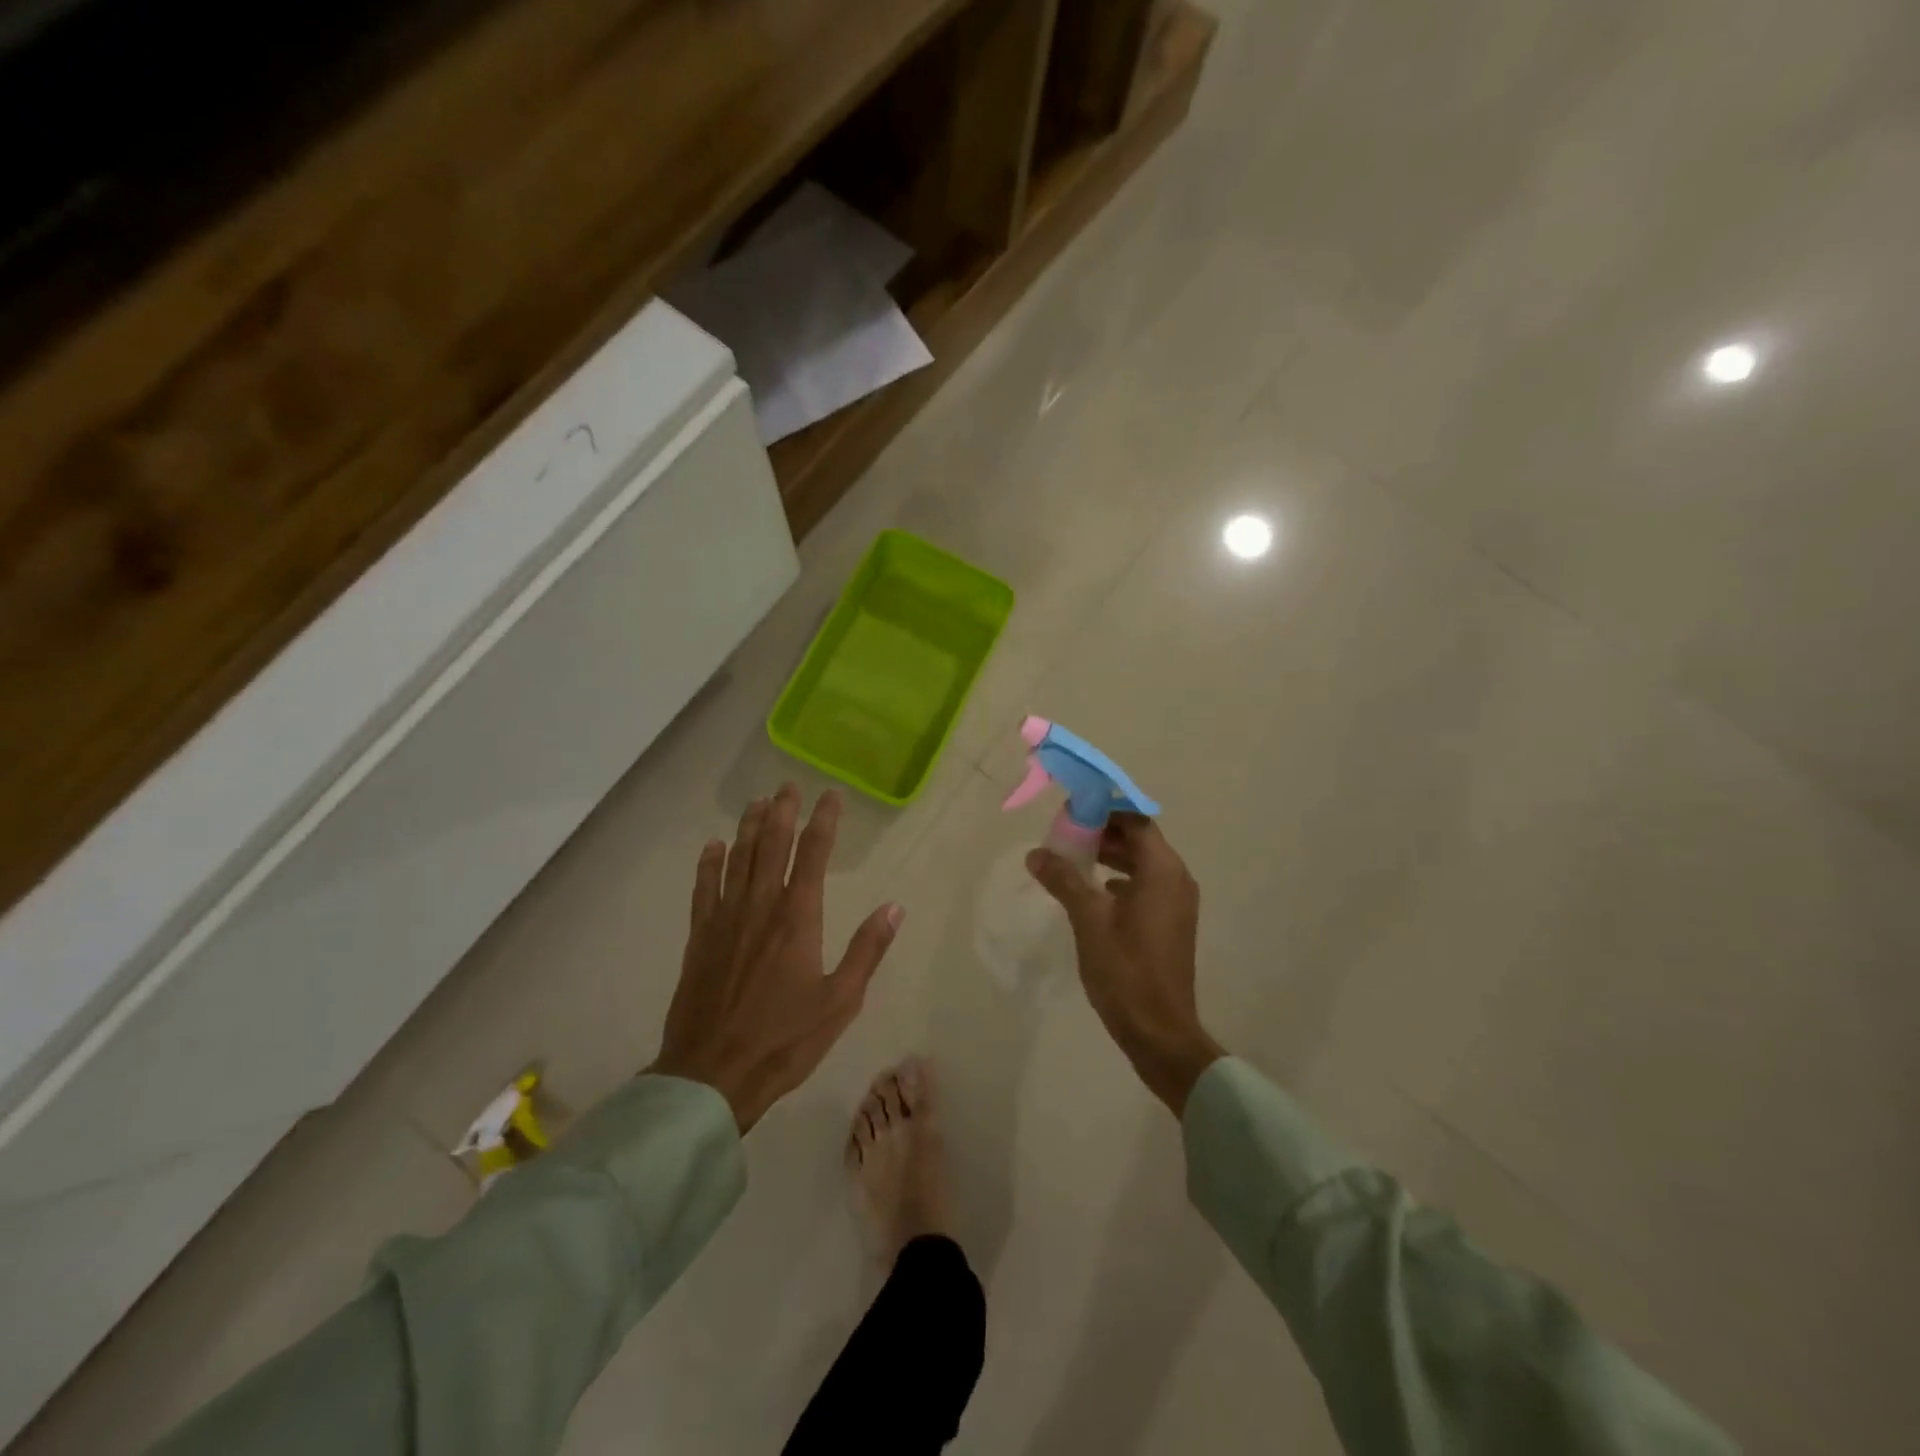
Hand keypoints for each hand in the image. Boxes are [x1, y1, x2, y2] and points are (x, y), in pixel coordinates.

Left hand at [653, 785, 902, 1131]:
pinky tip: (713, 846)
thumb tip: (894, 907)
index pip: (813, 854)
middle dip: (783, 812)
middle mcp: (760, 907)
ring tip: (757, 802)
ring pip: (738, 859)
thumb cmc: (785, 1040)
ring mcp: (725, 920)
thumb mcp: (840, 1001)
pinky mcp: (699, 938)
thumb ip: (867, 950)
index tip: (830, 794)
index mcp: (797, 918)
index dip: (823, 820)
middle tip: (789, 786)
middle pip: (772, 846)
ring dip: (749, 827)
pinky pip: (703, 889)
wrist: (711, 1075)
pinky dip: (709, 864)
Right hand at [1027, 815, 1222, 1113]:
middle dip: (1104, 834)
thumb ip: (1063, 880)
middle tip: (1066, 836)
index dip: (1105, 811)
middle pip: (1140, 840)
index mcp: (1162, 870)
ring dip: (1111, 857)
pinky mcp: (1171, 924)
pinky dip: (1121, 880)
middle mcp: (1176, 879)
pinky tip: (1094, 892)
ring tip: (1073, 860)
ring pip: (1143, 864)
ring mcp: (1177, 904)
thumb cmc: (1124, 968)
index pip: (1136, 821)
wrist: (1159, 1030)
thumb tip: (1036, 853)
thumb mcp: (1088, 919)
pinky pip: (1146, 887)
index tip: (1073, 813)